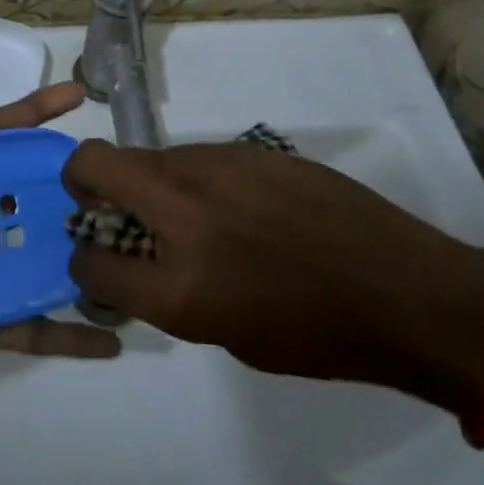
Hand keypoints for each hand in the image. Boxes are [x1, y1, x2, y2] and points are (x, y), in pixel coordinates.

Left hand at [0, 36, 119, 422]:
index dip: (32, 112)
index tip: (76, 94)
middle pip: (27, 192)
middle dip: (71, 180)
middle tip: (121, 176)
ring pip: (40, 253)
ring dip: (82, 249)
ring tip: (135, 245)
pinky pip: (29, 325)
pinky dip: (69, 333)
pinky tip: (112, 339)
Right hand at [64, 139, 483, 407]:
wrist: (402, 291)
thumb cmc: (318, 336)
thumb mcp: (227, 335)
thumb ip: (168, 293)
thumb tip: (137, 265)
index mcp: (179, 284)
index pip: (90, 259)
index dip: (84, 262)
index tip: (97, 260)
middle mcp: (183, 211)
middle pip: (95, 163)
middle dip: (81, 179)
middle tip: (100, 201)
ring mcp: (214, 167)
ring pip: (148, 155)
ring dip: (145, 180)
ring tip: (183, 212)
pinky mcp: (246, 148)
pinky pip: (195, 157)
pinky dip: (191, 178)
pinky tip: (231, 203)